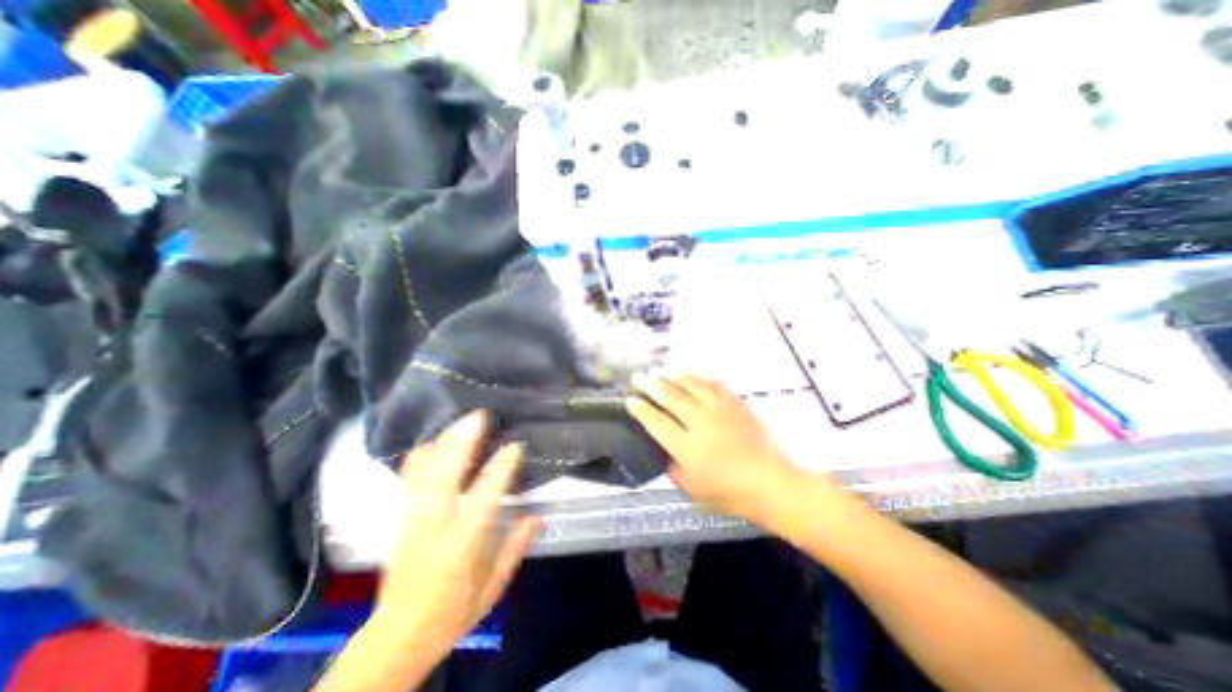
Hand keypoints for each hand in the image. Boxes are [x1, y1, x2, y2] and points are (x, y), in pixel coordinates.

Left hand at [373, 412, 539, 653]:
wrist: (398, 635)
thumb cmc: (453, 611)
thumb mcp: (494, 585)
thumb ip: (516, 547)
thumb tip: (538, 516)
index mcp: (461, 545)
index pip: (483, 497)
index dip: (500, 468)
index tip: (515, 446)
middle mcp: (434, 526)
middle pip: (444, 475)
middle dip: (462, 441)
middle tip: (480, 416)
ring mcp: (413, 518)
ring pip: (425, 471)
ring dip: (444, 442)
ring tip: (461, 420)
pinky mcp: (401, 516)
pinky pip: (410, 478)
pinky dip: (422, 455)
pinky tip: (435, 440)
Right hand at [631, 374, 814, 523]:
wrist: (770, 483)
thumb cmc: (730, 493)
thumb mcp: (694, 490)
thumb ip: (674, 470)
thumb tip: (664, 453)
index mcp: (686, 446)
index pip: (656, 422)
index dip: (641, 410)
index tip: (630, 400)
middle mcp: (699, 422)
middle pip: (670, 397)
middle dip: (650, 385)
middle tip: (639, 377)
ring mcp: (719, 409)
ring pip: (690, 385)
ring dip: (672, 376)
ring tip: (660, 370)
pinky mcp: (735, 404)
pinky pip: (714, 384)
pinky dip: (699, 378)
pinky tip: (692, 375)